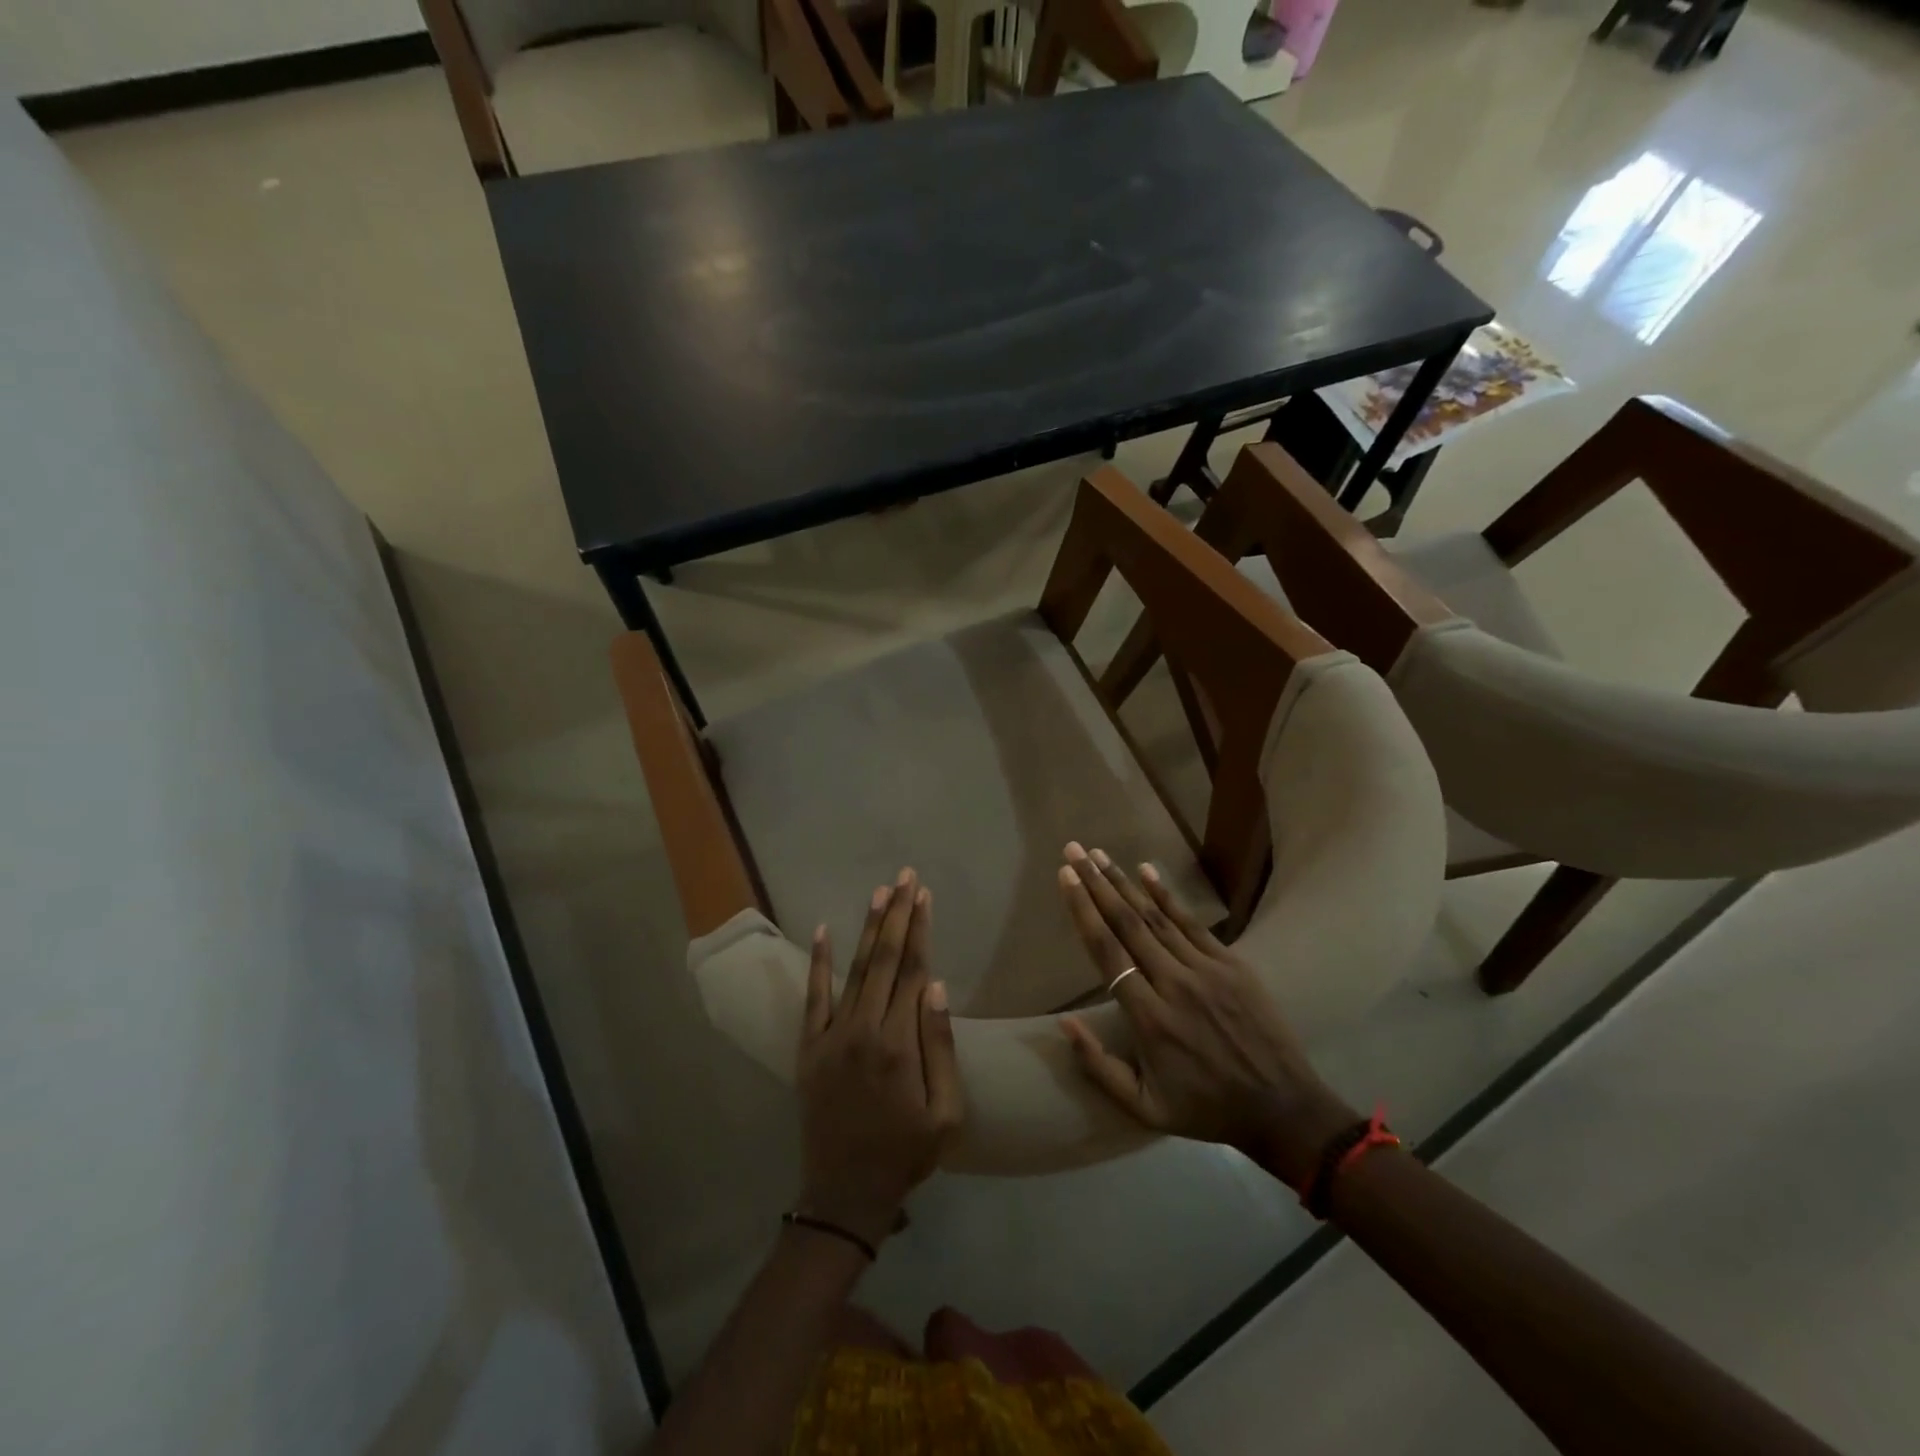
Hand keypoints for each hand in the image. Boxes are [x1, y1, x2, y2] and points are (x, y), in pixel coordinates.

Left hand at [796, 870, 963, 1249]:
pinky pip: (813, 996)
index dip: (920, 929)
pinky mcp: (809, 1046)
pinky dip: (817, 962)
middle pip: (884, 959)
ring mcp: (831, 1035)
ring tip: (879, 892)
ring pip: (854, 969)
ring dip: (868, 928)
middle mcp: (863, 1029)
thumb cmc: (905, 1155)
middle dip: (897, 914)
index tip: (924, 895)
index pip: (914, 970)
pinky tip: (821, 930)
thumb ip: (941, 1047)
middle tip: (905, 876)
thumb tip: (937, 986)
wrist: (843, 1194)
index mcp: (899, 1044)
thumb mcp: (946, 1114)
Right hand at [1055, 844, 1356, 1188]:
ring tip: (1099, 854)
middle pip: (1127, 924)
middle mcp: (1174, 984)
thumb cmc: (1205, 1108)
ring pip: (1156, 917)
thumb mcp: (1144, 1108)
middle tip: (1074, 850)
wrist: (1283, 1108)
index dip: (1083, 911)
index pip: (1107, 952)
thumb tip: (1064, 1022)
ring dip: (1124, 882)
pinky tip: (1147, 870)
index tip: (1065, 877)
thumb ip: (1099, 1067)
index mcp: (1149, 1019)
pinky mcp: (1232, 965)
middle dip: (1096, 883)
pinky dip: (1167, 896)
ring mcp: (1206, 970)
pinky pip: (1193, 923)